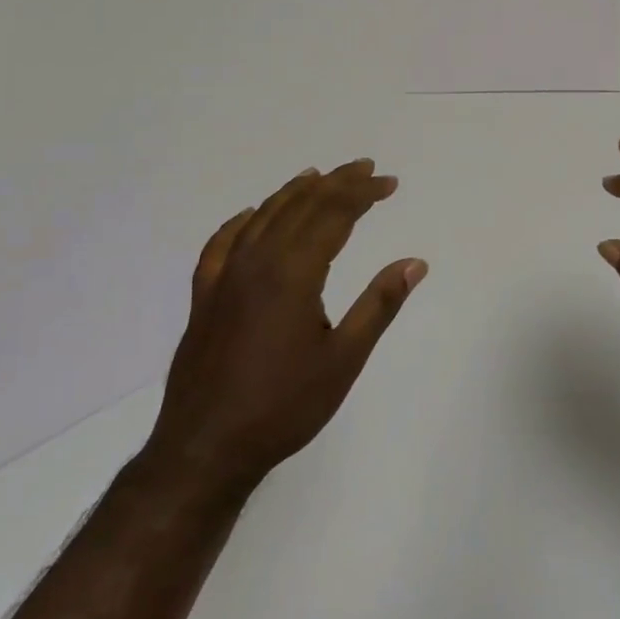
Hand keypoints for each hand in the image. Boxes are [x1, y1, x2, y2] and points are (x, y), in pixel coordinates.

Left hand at [145, 159, 425, 499]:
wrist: (205, 448)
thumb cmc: (284, 406)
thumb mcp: (344, 359)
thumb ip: (379, 305)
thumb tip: (415, 262)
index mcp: (293, 272)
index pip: (333, 214)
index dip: (363, 193)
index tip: (389, 182)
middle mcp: (256, 261)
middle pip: (300, 205)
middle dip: (337, 183)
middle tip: (366, 170)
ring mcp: (224, 276)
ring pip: (263, 216)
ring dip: (294, 192)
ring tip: (319, 176)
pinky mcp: (204, 295)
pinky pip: (222, 243)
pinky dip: (242, 221)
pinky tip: (250, 215)